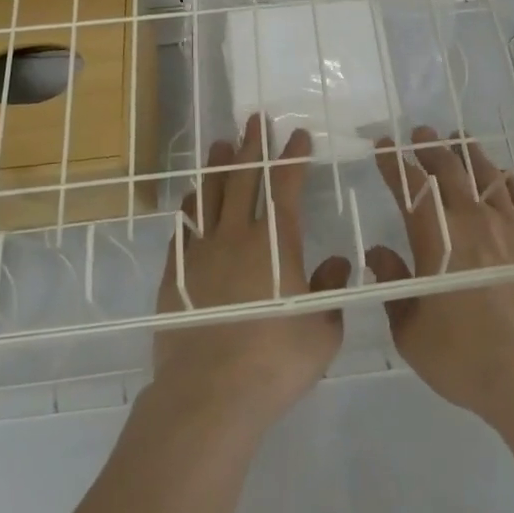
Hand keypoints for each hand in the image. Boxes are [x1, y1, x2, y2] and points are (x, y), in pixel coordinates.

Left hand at [152, 114, 350, 434]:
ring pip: (210, 195)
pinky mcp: (175, 273)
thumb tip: (338, 261)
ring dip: (218, 167)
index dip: (293, 158)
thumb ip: (331, 289)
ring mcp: (202, 251)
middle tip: (255, 119)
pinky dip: (190, 207)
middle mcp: (237, 234)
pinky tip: (192, 199)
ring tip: (221, 145)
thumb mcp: (323, 330)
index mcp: (276, 242)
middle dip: (253, 145)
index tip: (298, 135)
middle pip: (245, 177)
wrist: (209, 393)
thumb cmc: (275, 361)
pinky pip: (183, 228)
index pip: (287, 186)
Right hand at [369, 126, 513, 426]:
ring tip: (460, 140)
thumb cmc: (465, 358)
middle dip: (430, 147)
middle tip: (421, 133)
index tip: (384, 146)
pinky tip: (505, 180)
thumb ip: (393, 285)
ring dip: (469, 153)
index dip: (394, 163)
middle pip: (448, 169)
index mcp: (436, 237)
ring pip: (487, 174)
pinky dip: (508, 182)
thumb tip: (378, 253)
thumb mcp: (411, 332)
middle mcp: (473, 219)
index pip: (409, 187)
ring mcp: (512, 226)